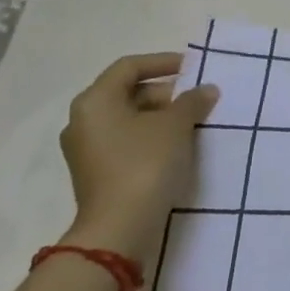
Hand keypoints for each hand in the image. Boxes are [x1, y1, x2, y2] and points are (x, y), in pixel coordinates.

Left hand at [59, 52, 219, 266]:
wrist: (119, 228)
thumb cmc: (144, 164)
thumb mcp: (176, 125)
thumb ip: (192, 101)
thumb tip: (206, 90)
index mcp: (95, 101)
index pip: (129, 67)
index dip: (163, 62)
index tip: (193, 68)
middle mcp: (83, 120)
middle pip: (128, 92)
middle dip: (166, 93)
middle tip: (197, 100)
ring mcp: (87, 149)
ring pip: (129, 118)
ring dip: (162, 116)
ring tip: (193, 122)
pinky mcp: (96, 172)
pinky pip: (126, 141)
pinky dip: (151, 136)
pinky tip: (178, 145)